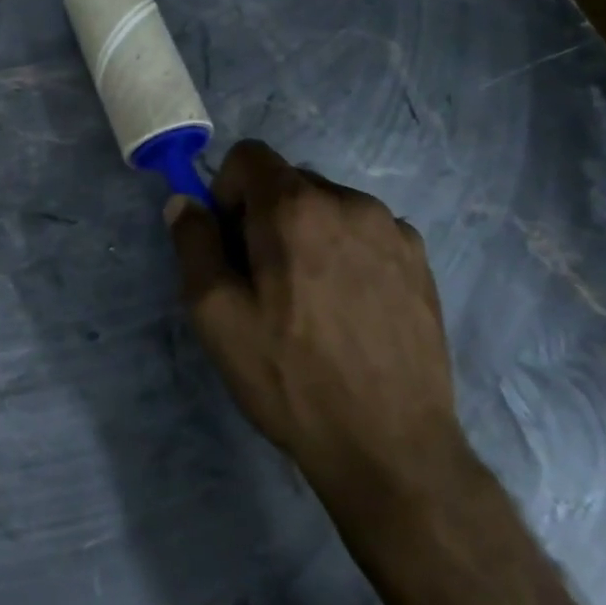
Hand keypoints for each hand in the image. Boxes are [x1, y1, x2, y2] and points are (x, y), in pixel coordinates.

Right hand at [167, 139, 465, 496]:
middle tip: (263, 281)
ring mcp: (393, 230)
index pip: (248, 156)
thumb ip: (193, 243)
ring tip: (310, 300)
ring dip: (307, 234)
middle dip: (264, 216)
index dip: (226, 191)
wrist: (390, 448)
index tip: (229, 243)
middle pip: (288, 182)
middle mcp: (348, 202)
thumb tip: (184, 202)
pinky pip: (366, 233)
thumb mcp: (215, 314)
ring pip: (328, 207)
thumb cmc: (289, 377)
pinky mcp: (421, 261)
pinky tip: (349, 309)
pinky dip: (346, 252)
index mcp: (295, 207)